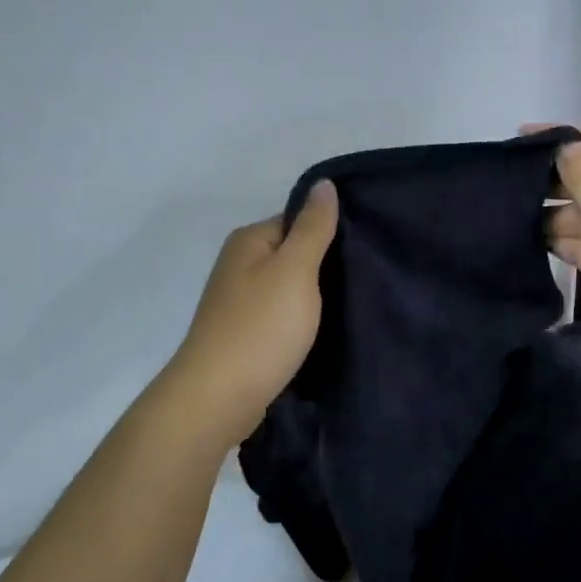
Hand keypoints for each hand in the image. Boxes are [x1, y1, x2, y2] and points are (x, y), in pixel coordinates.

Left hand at [165, 181, 339, 445]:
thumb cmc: (260, 328)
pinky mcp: (243, 335)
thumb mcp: (294, 270)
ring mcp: (237, 302)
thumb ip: (312, 227)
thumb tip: (324, 183)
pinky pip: (279, 317)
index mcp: (248, 241)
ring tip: (350, 308)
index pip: (297, 221)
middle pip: (291, 255)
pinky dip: (298, 323)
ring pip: (286, 289)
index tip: (363, 252)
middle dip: (323, 268)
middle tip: (363, 281)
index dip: (329, 234)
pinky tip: (320, 333)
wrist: (218, 398)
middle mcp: (238, 265)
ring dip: (312, 299)